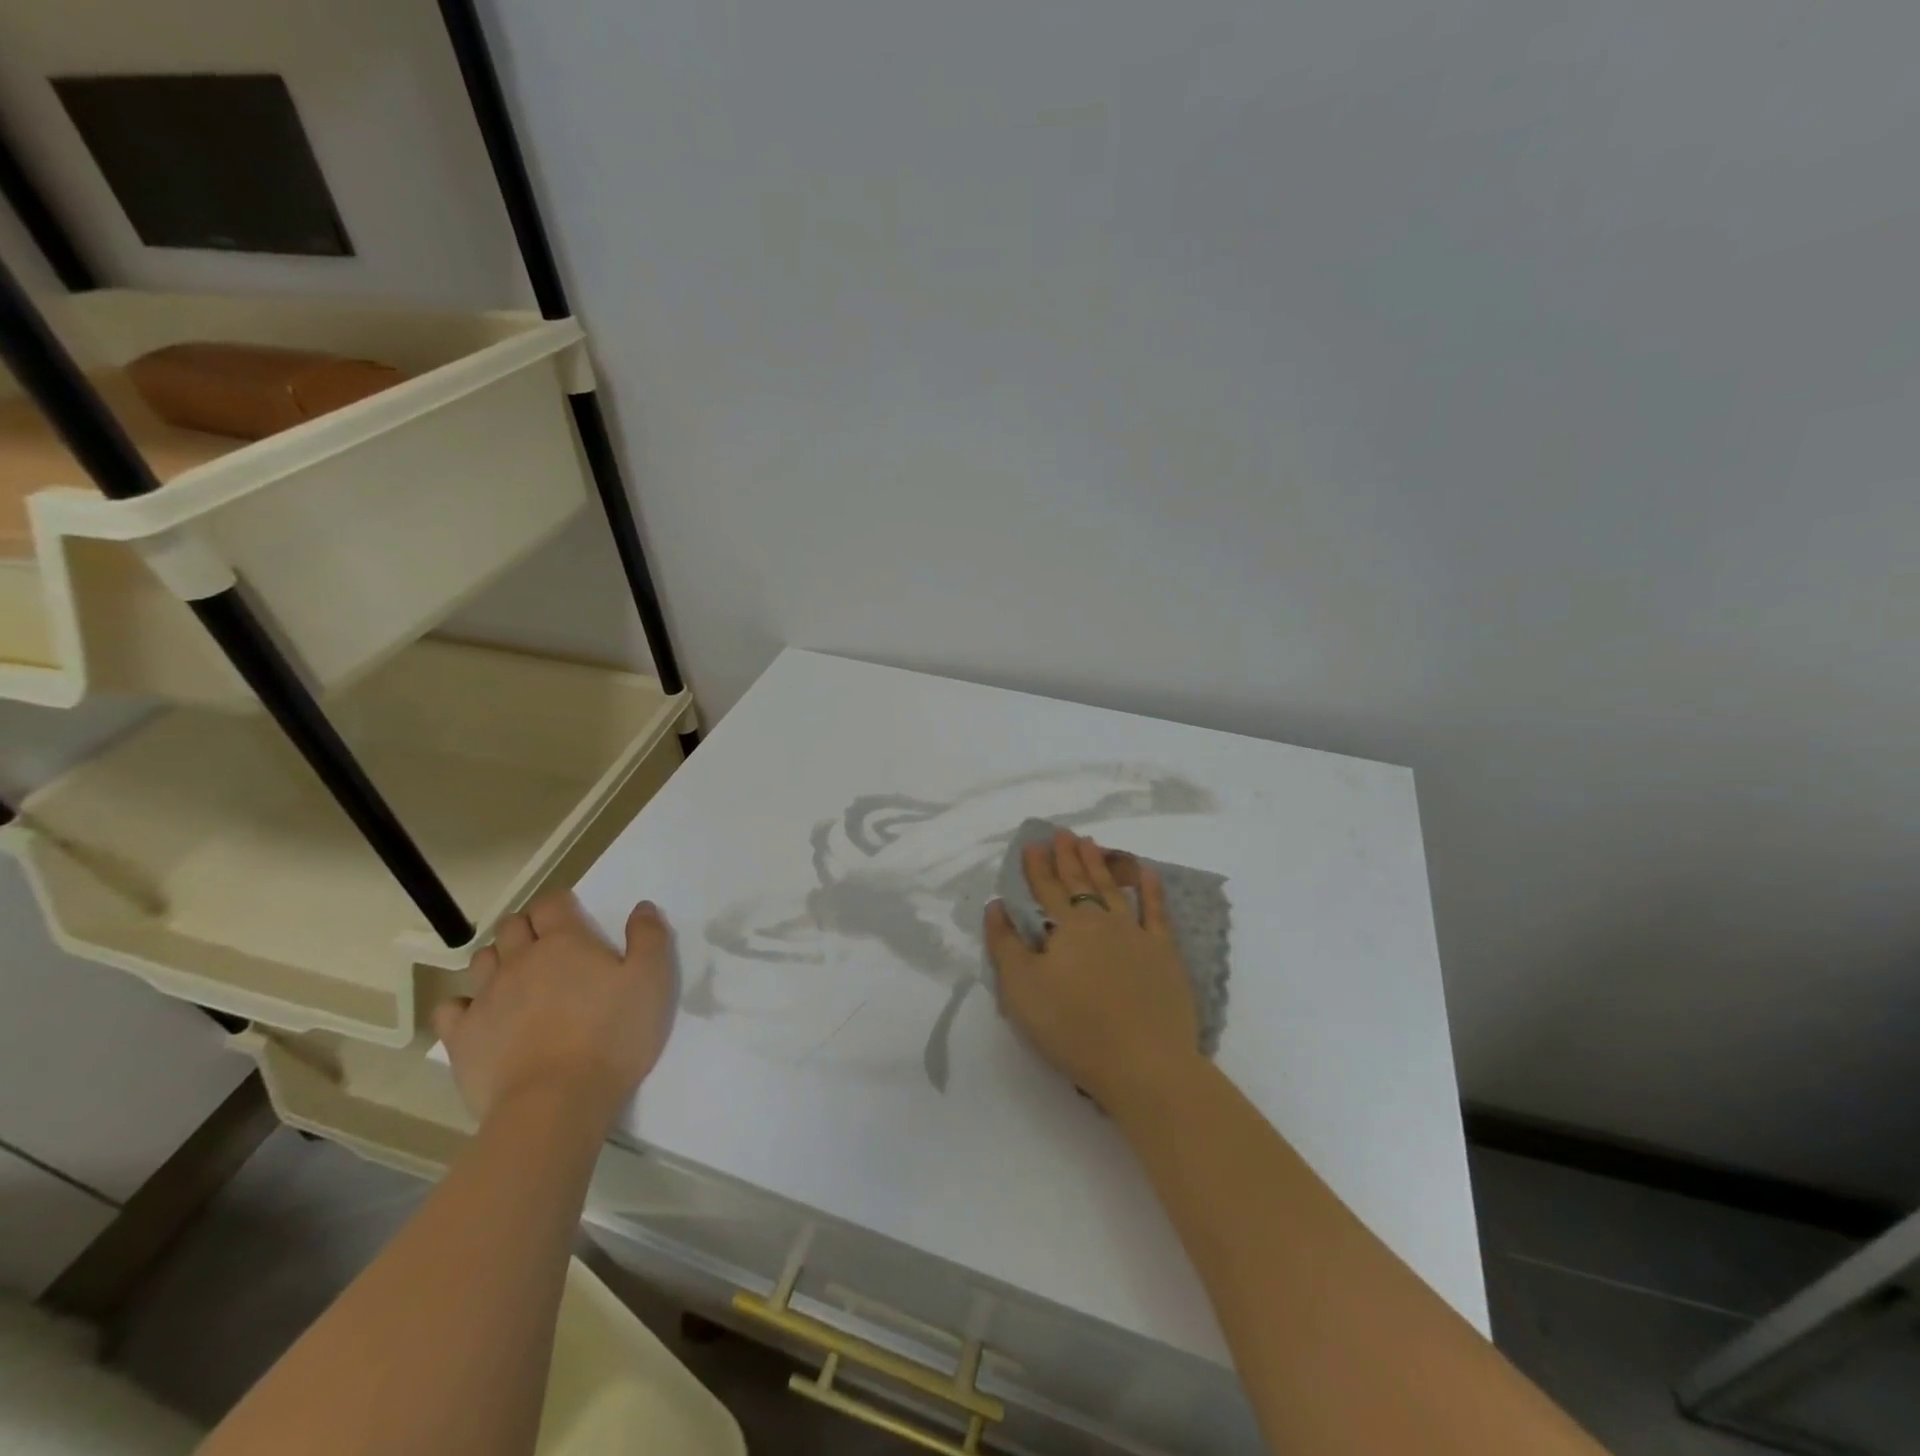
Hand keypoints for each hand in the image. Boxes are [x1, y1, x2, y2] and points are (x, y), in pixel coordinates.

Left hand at [433, 892, 676, 1133]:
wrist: (556, 1102)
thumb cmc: (613, 1035)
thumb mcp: (652, 980)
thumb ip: (649, 937)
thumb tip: (641, 907)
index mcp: (565, 942)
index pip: (552, 903)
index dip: (561, 904)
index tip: (574, 916)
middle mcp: (519, 960)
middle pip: (512, 926)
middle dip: (527, 927)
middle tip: (548, 946)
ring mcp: (485, 998)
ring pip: (481, 960)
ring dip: (498, 960)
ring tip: (517, 978)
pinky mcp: (462, 1037)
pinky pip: (450, 1008)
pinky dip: (463, 1005)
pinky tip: (480, 1015)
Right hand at [984, 829, 1200, 1111]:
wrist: (1143, 1062)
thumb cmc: (1073, 1027)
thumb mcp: (1021, 989)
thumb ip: (1005, 945)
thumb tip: (996, 906)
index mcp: (1066, 928)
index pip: (1046, 889)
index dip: (1037, 867)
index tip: (1032, 844)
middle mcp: (1101, 921)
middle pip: (1080, 882)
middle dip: (1068, 856)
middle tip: (1063, 833)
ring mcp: (1136, 934)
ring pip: (1113, 890)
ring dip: (1100, 864)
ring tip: (1092, 842)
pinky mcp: (1164, 954)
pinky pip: (1156, 912)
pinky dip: (1150, 889)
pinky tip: (1146, 872)